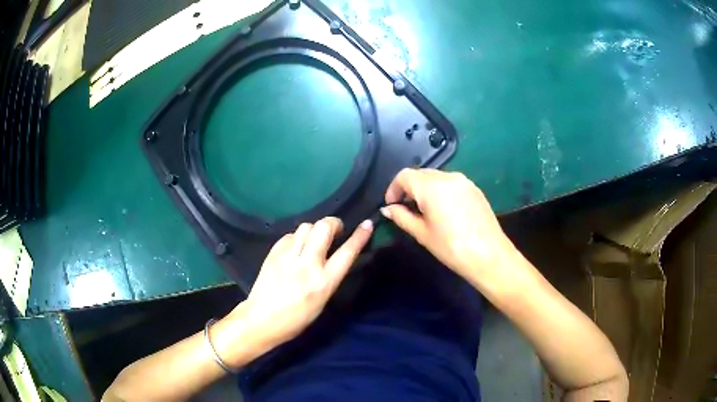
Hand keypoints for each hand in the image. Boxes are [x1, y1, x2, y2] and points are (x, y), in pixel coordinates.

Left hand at [213, 217, 372, 366]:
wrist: (261, 320)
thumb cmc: (296, 319)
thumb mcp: (322, 302)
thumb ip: (329, 277)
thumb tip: (333, 257)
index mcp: (324, 282)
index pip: (347, 252)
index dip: (359, 236)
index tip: (367, 224)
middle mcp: (307, 265)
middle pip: (324, 228)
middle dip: (333, 223)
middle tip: (335, 230)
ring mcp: (288, 257)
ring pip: (306, 227)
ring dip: (314, 229)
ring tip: (314, 239)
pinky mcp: (273, 253)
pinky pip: (290, 235)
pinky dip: (297, 237)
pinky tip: (296, 247)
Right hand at [382, 168, 517, 284]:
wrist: (489, 255)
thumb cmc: (451, 247)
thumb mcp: (422, 234)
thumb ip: (402, 217)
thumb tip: (387, 209)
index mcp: (431, 186)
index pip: (404, 176)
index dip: (393, 188)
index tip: (391, 205)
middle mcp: (448, 176)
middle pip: (421, 174)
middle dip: (409, 188)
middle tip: (405, 209)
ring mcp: (464, 181)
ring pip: (436, 177)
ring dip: (425, 189)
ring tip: (424, 211)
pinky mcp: (474, 188)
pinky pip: (451, 183)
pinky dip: (440, 191)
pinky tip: (443, 210)